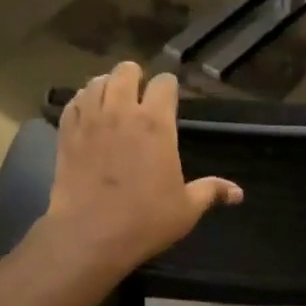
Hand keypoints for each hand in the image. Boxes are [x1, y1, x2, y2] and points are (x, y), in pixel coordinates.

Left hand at [42, 62, 241, 275]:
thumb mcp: (186, 209)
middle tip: (139, 94)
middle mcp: (122, 111)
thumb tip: (238, 193)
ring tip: (112, 99)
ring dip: (107, 85)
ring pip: (96, 81)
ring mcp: (90, 120)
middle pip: (126, 71)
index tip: (170, 98)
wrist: (89, 235)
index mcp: (157, 124)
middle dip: (135, 77)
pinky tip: (87, 113)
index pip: (164, 83)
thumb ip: (211, 192)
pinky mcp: (66, 133)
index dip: (169, 87)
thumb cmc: (145, 221)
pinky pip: (73, 102)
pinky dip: (82, 101)